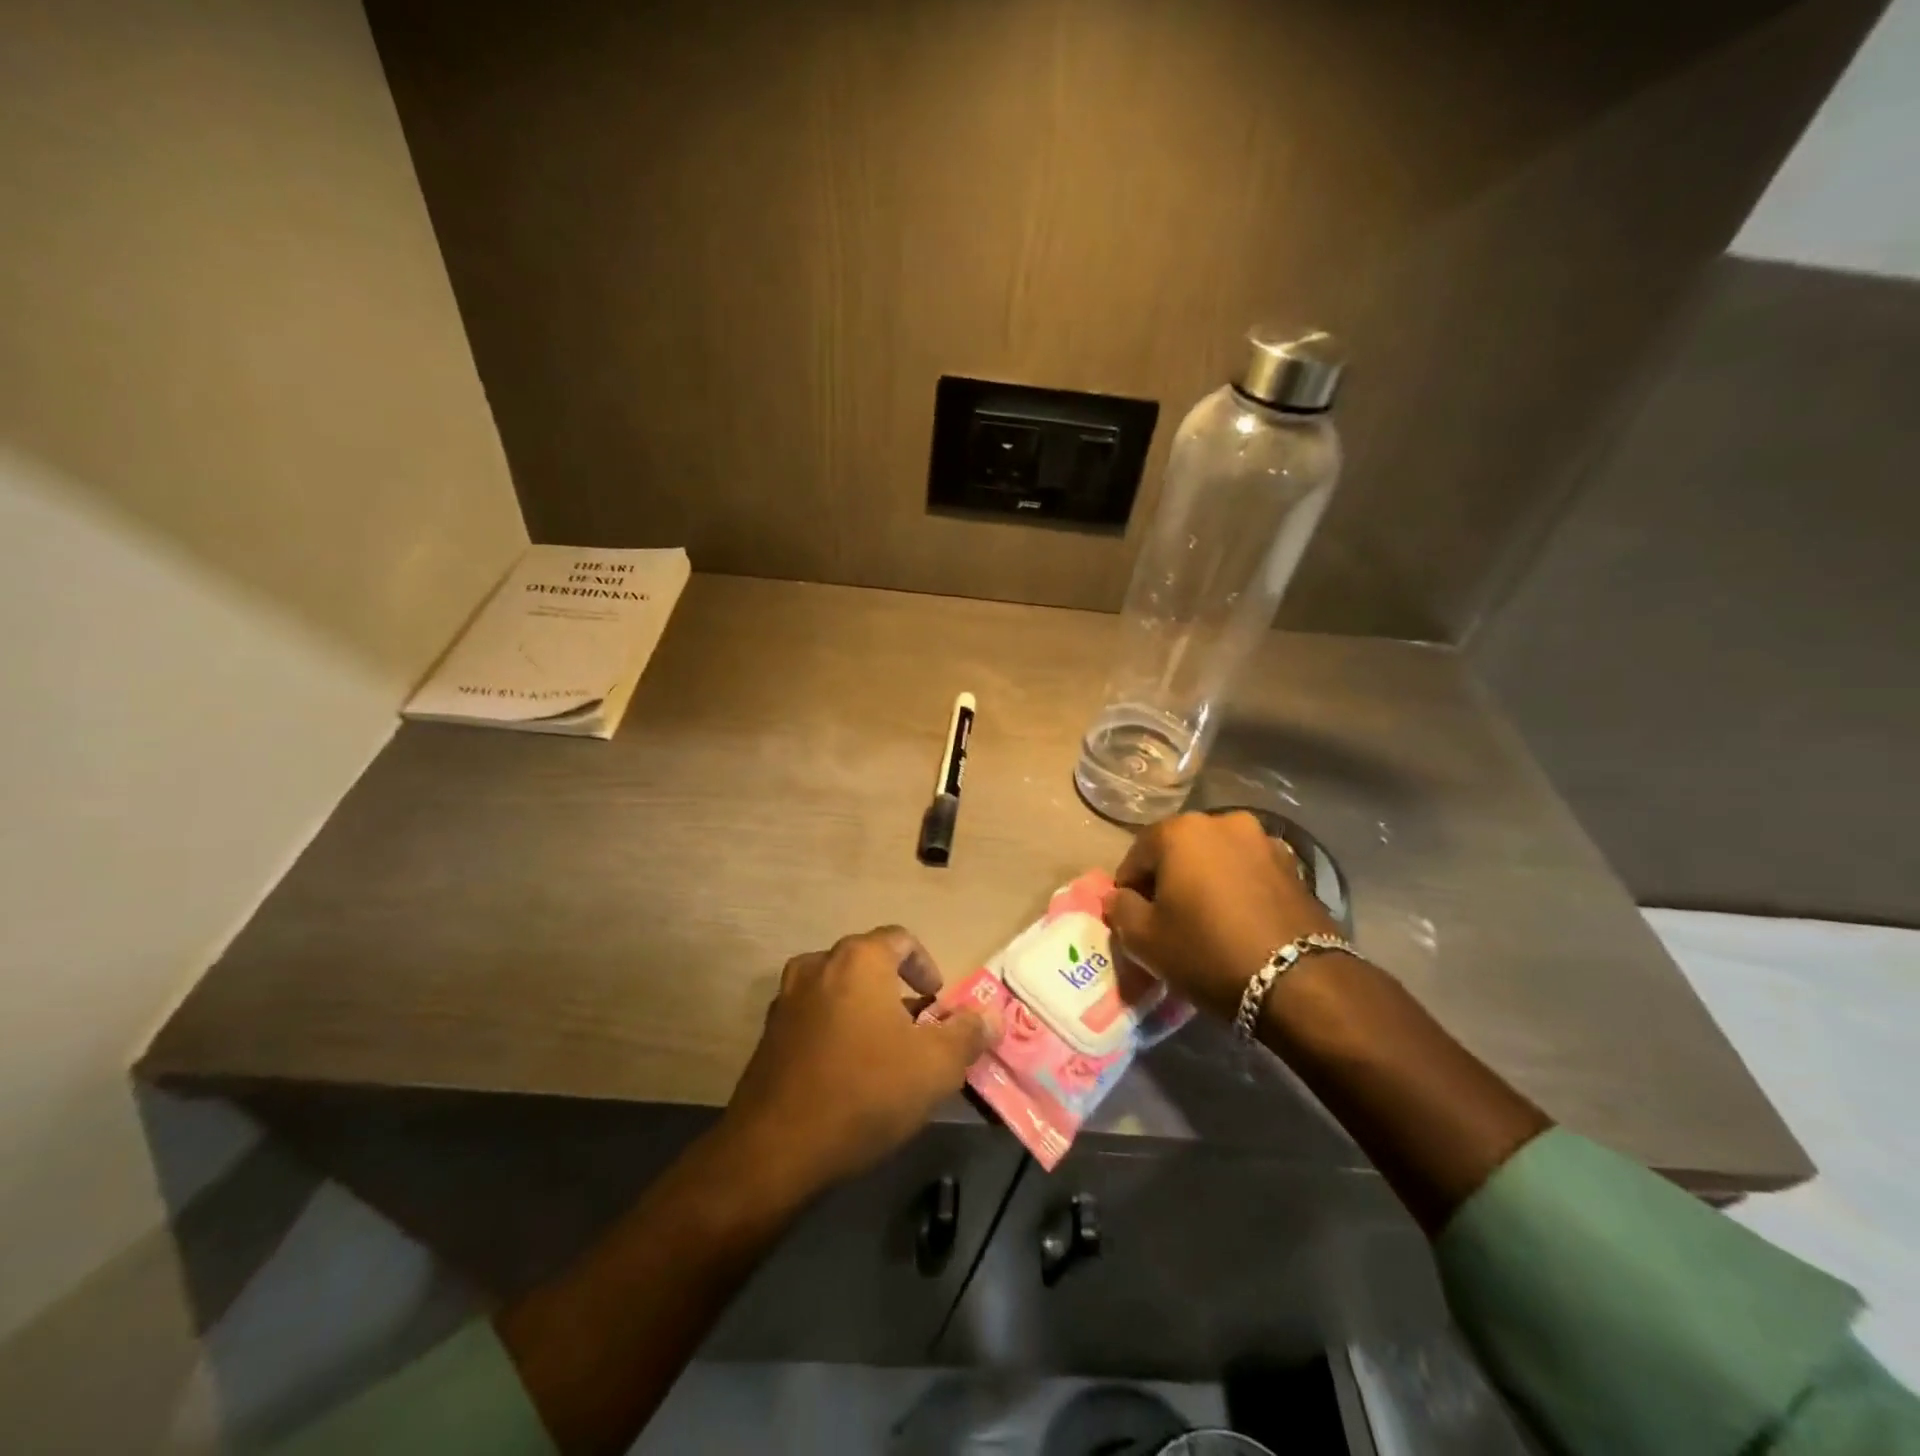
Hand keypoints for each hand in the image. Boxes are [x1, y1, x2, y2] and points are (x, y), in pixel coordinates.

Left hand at [723, 926, 994, 1197]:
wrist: (775, 1148)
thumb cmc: (865, 1092)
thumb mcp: (935, 1066)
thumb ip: (968, 1034)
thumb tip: (991, 1016)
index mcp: (859, 960)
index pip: (900, 939)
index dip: (925, 965)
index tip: (938, 1000)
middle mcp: (818, 966)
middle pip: (867, 963)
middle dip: (896, 989)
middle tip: (917, 1028)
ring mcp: (787, 999)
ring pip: (838, 989)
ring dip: (864, 1008)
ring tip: (884, 1049)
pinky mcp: (768, 1034)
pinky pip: (813, 1016)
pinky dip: (835, 1029)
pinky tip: (848, 1071)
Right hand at [1103, 811, 1339, 1020]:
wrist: (1298, 981)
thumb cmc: (1207, 951)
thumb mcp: (1144, 940)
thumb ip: (1120, 910)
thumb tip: (1119, 898)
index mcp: (1180, 831)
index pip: (1136, 856)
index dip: (1129, 890)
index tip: (1134, 921)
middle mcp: (1222, 822)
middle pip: (1178, 851)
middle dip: (1169, 880)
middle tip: (1168, 920)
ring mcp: (1263, 840)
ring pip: (1217, 859)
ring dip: (1206, 881)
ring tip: (1208, 921)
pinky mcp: (1294, 865)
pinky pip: (1249, 872)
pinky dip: (1238, 889)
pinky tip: (1240, 922)